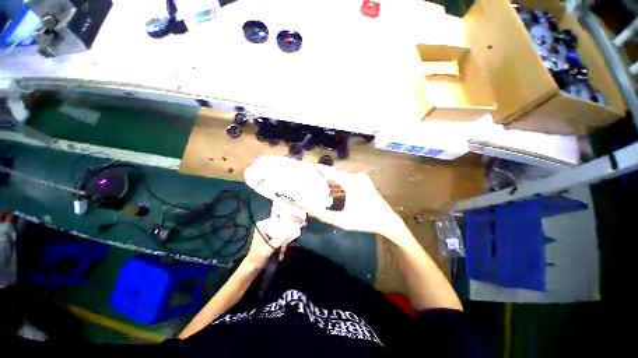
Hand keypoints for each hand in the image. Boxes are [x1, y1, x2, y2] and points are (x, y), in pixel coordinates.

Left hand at [245, 218, 299, 268]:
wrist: (252, 268)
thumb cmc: (257, 258)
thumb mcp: (268, 249)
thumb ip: (278, 240)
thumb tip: (290, 232)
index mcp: (262, 227)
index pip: (277, 222)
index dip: (285, 227)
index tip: (290, 234)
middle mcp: (265, 227)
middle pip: (280, 228)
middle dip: (284, 239)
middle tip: (284, 248)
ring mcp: (268, 232)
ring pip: (281, 234)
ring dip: (283, 244)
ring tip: (282, 254)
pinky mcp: (271, 238)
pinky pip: (280, 239)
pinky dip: (281, 246)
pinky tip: (280, 255)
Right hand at [308, 168, 411, 246]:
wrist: (387, 221)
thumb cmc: (364, 220)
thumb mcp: (342, 220)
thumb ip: (323, 214)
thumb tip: (307, 207)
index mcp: (351, 182)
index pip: (332, 172)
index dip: (321, 169)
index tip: (310, 166)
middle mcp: (356, 177)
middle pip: (336, 174)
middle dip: (324, 176)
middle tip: (311, 178)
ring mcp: (362, 178)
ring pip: (342, 177)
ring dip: (332, 181)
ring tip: (319, 183)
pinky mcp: (364, 182)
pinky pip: (348, 180)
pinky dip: (340, 184)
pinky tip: (333, 189)